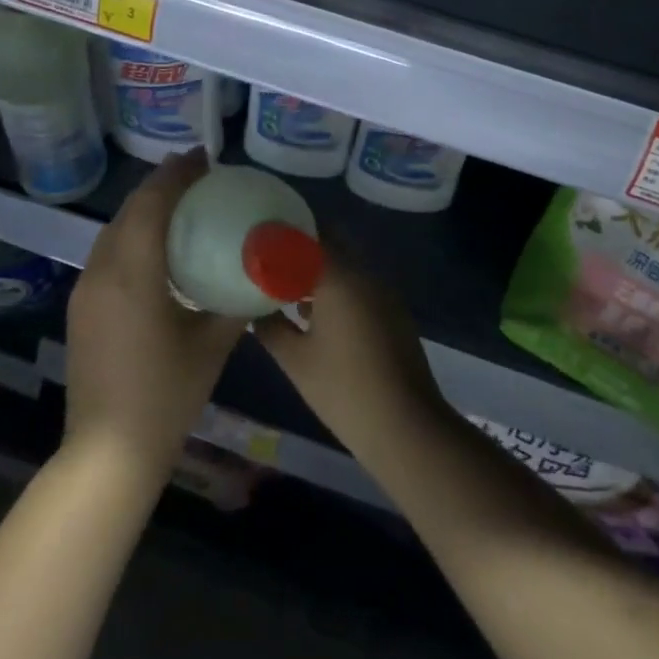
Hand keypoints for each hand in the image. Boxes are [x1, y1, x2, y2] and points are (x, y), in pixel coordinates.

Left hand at [63, 148, 246, 480]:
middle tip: (197, 173)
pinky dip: (132, 233)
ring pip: (114, 229)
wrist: (108, 452)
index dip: (177, 174)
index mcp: (134, 273)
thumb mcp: (212, 344)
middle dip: (162, 184)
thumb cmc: (166, 395)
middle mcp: (102, 271)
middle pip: (130, 210)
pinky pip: (107, 252)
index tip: (204, 156)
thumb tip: (258, 271)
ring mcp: (86, 289)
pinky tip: (156, 245)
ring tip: (180, 201)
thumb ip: (234, 300)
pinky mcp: (81, 307)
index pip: (153, 204)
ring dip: (145, 208)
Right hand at [253, 254, 451, 467]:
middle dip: (301, 249)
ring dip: (319, 269)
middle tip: (270, 261)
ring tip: (285, 286)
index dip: (283, 233)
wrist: (405, 425)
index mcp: (340, 275)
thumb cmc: (343, 389)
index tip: (259, 239)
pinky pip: (360, 284)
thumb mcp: (295, 360)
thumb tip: (252, 309)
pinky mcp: (393, 311)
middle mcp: (365, 273)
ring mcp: (384, 291)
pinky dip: (337, 287)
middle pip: (331, 243)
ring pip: (346, 264)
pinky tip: (314, 312)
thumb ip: (270, 327)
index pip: (309, 234)